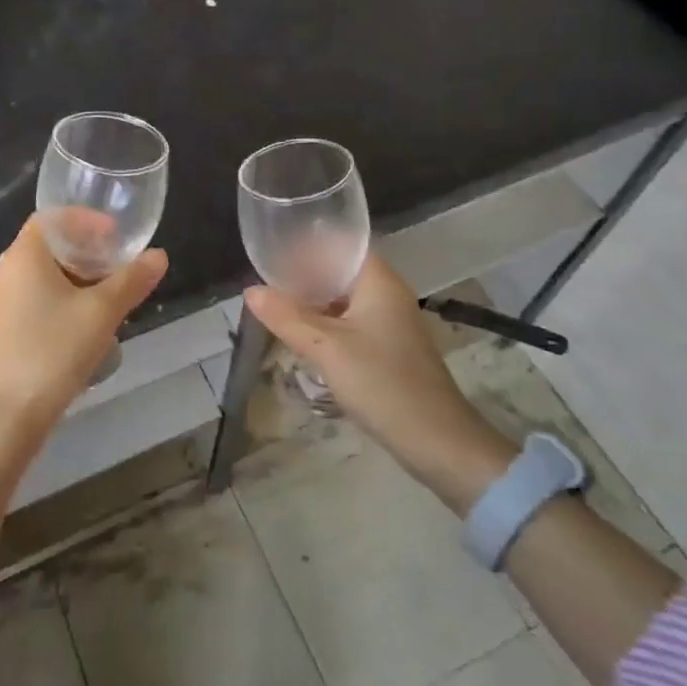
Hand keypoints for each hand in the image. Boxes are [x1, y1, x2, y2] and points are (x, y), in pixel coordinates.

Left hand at [0, 214, 167, 431]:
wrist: (7, 416)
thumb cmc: (53, 351)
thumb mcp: (102, 312)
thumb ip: (132, 280)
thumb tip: (159, 256)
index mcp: (24, 255)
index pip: (52, 217)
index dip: (85, 219)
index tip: (115, 234)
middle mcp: (6, 272)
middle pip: (48, 246)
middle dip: (85, 251)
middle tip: (118, 264)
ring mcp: (0, 303)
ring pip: (43, 276)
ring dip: (76, 278)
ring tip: (109, 295)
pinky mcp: (2, 331)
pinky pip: (35, 300)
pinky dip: (62, 300)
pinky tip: (85, 325)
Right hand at [244, 255, 510, 501]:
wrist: (436, 441)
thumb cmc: (381, 382)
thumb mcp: (326, 348)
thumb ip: (287, 317)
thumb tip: (250, 290)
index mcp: (379, 281)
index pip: (340, 245)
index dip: (307, 244)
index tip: (274, 249)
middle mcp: (388, 293)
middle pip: (340, 272)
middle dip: (305, 275)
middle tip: (266, 279)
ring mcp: (391, 322)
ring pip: (344, 300)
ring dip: (314, 302)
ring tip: (276, 305)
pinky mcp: (389, 348)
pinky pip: (351, 323)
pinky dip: (327, 324)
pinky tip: (302, 335)